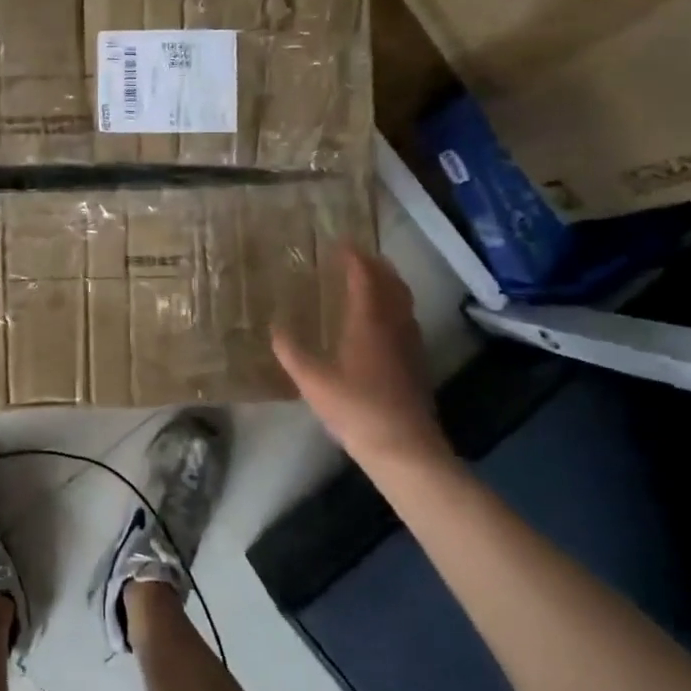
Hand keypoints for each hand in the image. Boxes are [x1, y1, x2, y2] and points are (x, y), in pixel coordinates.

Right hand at [272, 245, 448, 471]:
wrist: (403, 446)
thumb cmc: (355, 408)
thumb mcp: (312, 380)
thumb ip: (291, 351)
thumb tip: (275, 327)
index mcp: (369, 321)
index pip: (365, 276)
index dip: (354, 257)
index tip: (341, 243)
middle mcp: (394, 324)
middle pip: (391, 283)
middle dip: (376, 265)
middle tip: (357, 256)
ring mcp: (410, 343)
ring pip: (403, 301)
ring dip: (388, 283)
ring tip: (370, 280)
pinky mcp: (416, 361)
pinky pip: (406, 319)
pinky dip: (393, 306)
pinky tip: (379, 321)